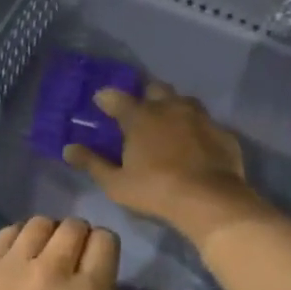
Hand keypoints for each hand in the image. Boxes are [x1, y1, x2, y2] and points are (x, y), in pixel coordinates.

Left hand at [0, 218, 173, 289]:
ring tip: (43, 261)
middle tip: (71, 269)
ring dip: (50, 236)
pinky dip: (20, 237)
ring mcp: (15, 262)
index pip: (106, 242)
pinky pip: (10, 230)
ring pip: (43, 223)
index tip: (98, 272)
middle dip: (80, 241)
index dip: (106, 252)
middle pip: (76, 226)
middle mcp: (53, 269)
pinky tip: (17, 259)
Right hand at [63, 83, 270, 246]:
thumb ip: (92, 163)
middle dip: (145, 95)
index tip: (100, 103)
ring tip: (168, 124)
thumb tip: (68, 148)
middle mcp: (169, 107)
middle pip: (154, 88)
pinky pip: (205, 123)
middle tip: (139, 111)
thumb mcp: (116, 183)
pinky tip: (196, 144)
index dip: (106, 98)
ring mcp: (199, 117)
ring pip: (183, 100)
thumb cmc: (156, 191)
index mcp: (140, 116)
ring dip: (173, 107)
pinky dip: (197, 129)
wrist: (211, 201)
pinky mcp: (221, 131)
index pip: (116, 97)